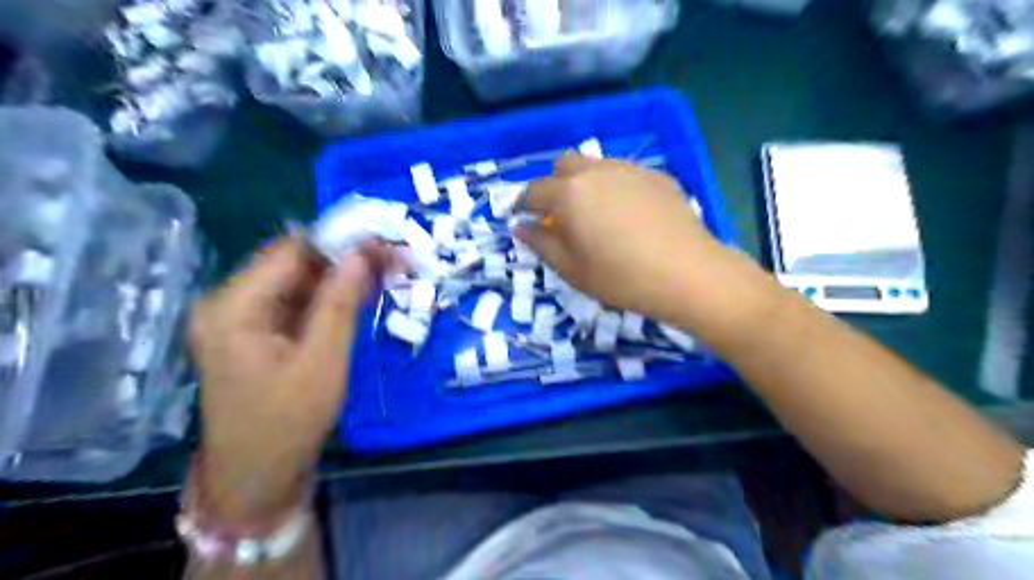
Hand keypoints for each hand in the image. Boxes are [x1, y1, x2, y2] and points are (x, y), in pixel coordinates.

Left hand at [189, 236, 394, 520]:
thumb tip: (361, 254)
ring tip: (388, 271)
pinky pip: (296, 302)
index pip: (291, 252)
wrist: (257, 477)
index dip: (341, 242)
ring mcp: (239, 318)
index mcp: (233, 307)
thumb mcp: (323, 361)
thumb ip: (340, 303)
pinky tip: (362, 292)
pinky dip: (330, 296)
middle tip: (396, 258)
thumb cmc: (289, 423)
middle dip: (347, 258)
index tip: (386, 243)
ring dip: (343, 275)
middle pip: (294, 263)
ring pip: (299, 280)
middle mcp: (228, 303)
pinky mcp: (254, 332)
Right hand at [516, 155, 742, 326]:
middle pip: (563, 164)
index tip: (520, 216)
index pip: (534, 191)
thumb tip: (521, 227)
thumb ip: (541, 243)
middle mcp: (596, 171)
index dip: (522, 203)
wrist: (687, 273)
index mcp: (569, 193)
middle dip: (552, 183)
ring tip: (592, 211)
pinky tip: (625, 212)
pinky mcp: (655, 176)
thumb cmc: (621, 277)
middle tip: (557, 212)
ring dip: (583, 181)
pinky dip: (612, 185)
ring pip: (594, 164)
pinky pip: (623, 172)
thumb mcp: (572, 269)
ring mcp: (628, 169)